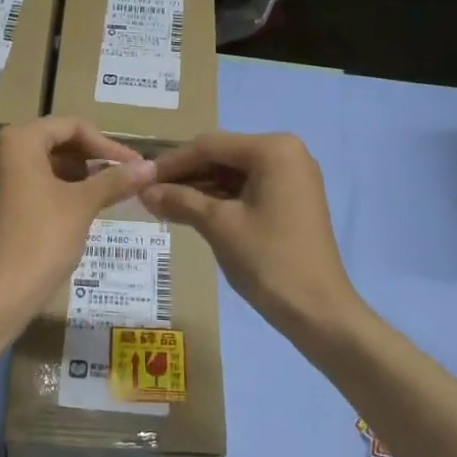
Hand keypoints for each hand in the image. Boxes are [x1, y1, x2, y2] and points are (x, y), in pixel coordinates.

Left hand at [0, 118, 155, 322]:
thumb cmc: (42, 240)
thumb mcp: (83, 205)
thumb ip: (115, 180)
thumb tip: (150, 166)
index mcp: (17, 142)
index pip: (70, 127)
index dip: (107, 145)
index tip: (134, 165)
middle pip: (53, 143)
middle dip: (90, 160)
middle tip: (122, 179)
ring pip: (39, 166)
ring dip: (74, 176)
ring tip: (105, 195)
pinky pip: (25, 186)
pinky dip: (52, 191)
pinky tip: (76, 212)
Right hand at [141, 131, 360, 336]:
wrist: (318, 310)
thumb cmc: (268, 260)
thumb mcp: (218, 226)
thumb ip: (180, 200)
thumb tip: (144, 191)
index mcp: (273, 149)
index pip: (210, 146)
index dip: (171, 162)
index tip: (139, 179)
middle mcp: (286, 153)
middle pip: (222, 156)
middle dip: (185, 175)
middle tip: (148, 194)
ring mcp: (292, 177)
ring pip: (233, 174)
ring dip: (199, 188)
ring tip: (161, 205)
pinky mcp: (292, 200)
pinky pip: (247, 189)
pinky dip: (219, 200)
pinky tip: (189, 212)